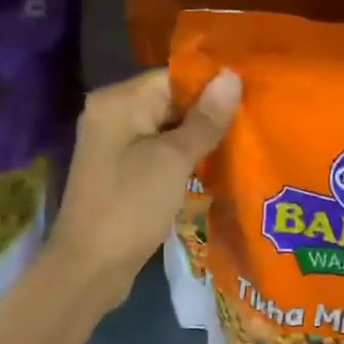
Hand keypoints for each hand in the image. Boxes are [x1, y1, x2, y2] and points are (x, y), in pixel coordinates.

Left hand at [49, 67, 240, 311]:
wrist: (90, 267)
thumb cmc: (131, 207)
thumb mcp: (173, 160)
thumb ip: (204, 120)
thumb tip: (231, 76)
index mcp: (117, 102)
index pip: (172, 77)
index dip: (210, 86)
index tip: (250, 96)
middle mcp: (111, 116)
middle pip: (169, 102)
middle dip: (207, 114)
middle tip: (252, 123)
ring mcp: (114, 147)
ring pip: (166, 131)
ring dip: (198, 139)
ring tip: (242, 143)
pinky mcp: (121, 174)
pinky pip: (158, 155)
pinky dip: (183, 160)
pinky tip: (214, 167)